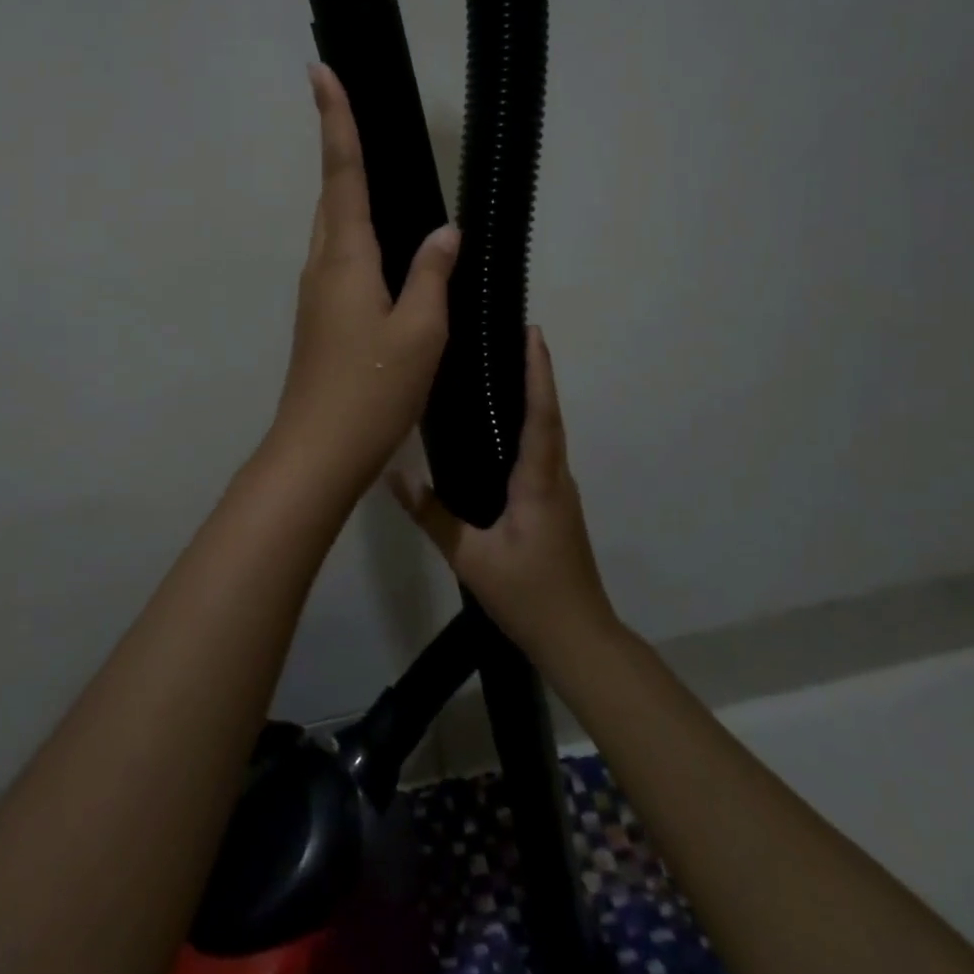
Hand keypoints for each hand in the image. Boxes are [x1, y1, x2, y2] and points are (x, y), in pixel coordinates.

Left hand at [265, 64, 459, 503]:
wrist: (318, 452)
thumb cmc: (371, 389)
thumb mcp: (420, 332)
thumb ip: (432, 274)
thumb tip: (445, 232)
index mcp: (345, 258)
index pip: (342, 173)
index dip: (336, 120)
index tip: (321, 71)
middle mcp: (322, 266)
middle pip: (332, 195)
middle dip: (340, 147)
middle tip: (354, 108)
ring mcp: (315, 294)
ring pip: (334, 229)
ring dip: (348, 193)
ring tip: (376, 169)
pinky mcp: (320, 318)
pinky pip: (341, 259)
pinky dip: (358, 236)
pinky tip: (386, 249)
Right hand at [389, 327, 617, 661]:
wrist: (579, 638)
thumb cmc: (528, 596)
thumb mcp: (471, 559)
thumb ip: (433, 516)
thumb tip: (395, 474)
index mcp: (539, 482)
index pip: (542, 415)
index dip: (538, 373)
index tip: (532, 334)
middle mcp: (556, 478)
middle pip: (549, 415)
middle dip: (536, 373)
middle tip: (511, 336)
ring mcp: (560, 492)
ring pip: (548, 433)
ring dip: (535, 396)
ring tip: (504, 369)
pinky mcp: (556, 505)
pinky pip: (543, 452)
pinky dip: (531, 424)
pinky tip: (505, 427)